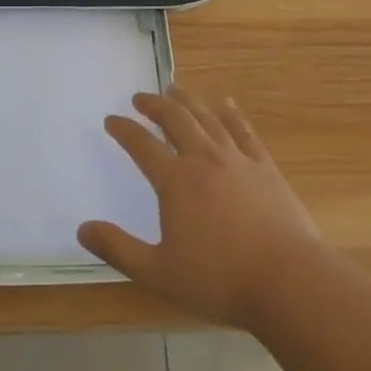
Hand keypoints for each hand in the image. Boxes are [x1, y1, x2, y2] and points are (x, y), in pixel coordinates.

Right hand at [78, 89, 321, 329]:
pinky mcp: (265, 168)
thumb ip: (118, 249)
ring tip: (175, 89)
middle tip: (141, 97)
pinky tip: (226, 104)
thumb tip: (82, 229)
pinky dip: (231, 114)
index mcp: (175, 181)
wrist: (288, 281)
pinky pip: (244, 131)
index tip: (111, 119)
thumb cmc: (219, 280)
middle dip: (154, 105)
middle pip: (175, 119)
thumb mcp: (158, 273)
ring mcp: (237, 160)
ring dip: (188, 101)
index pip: (141, 145)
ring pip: (207, 118)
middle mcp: (203, 159)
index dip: (124, 130)